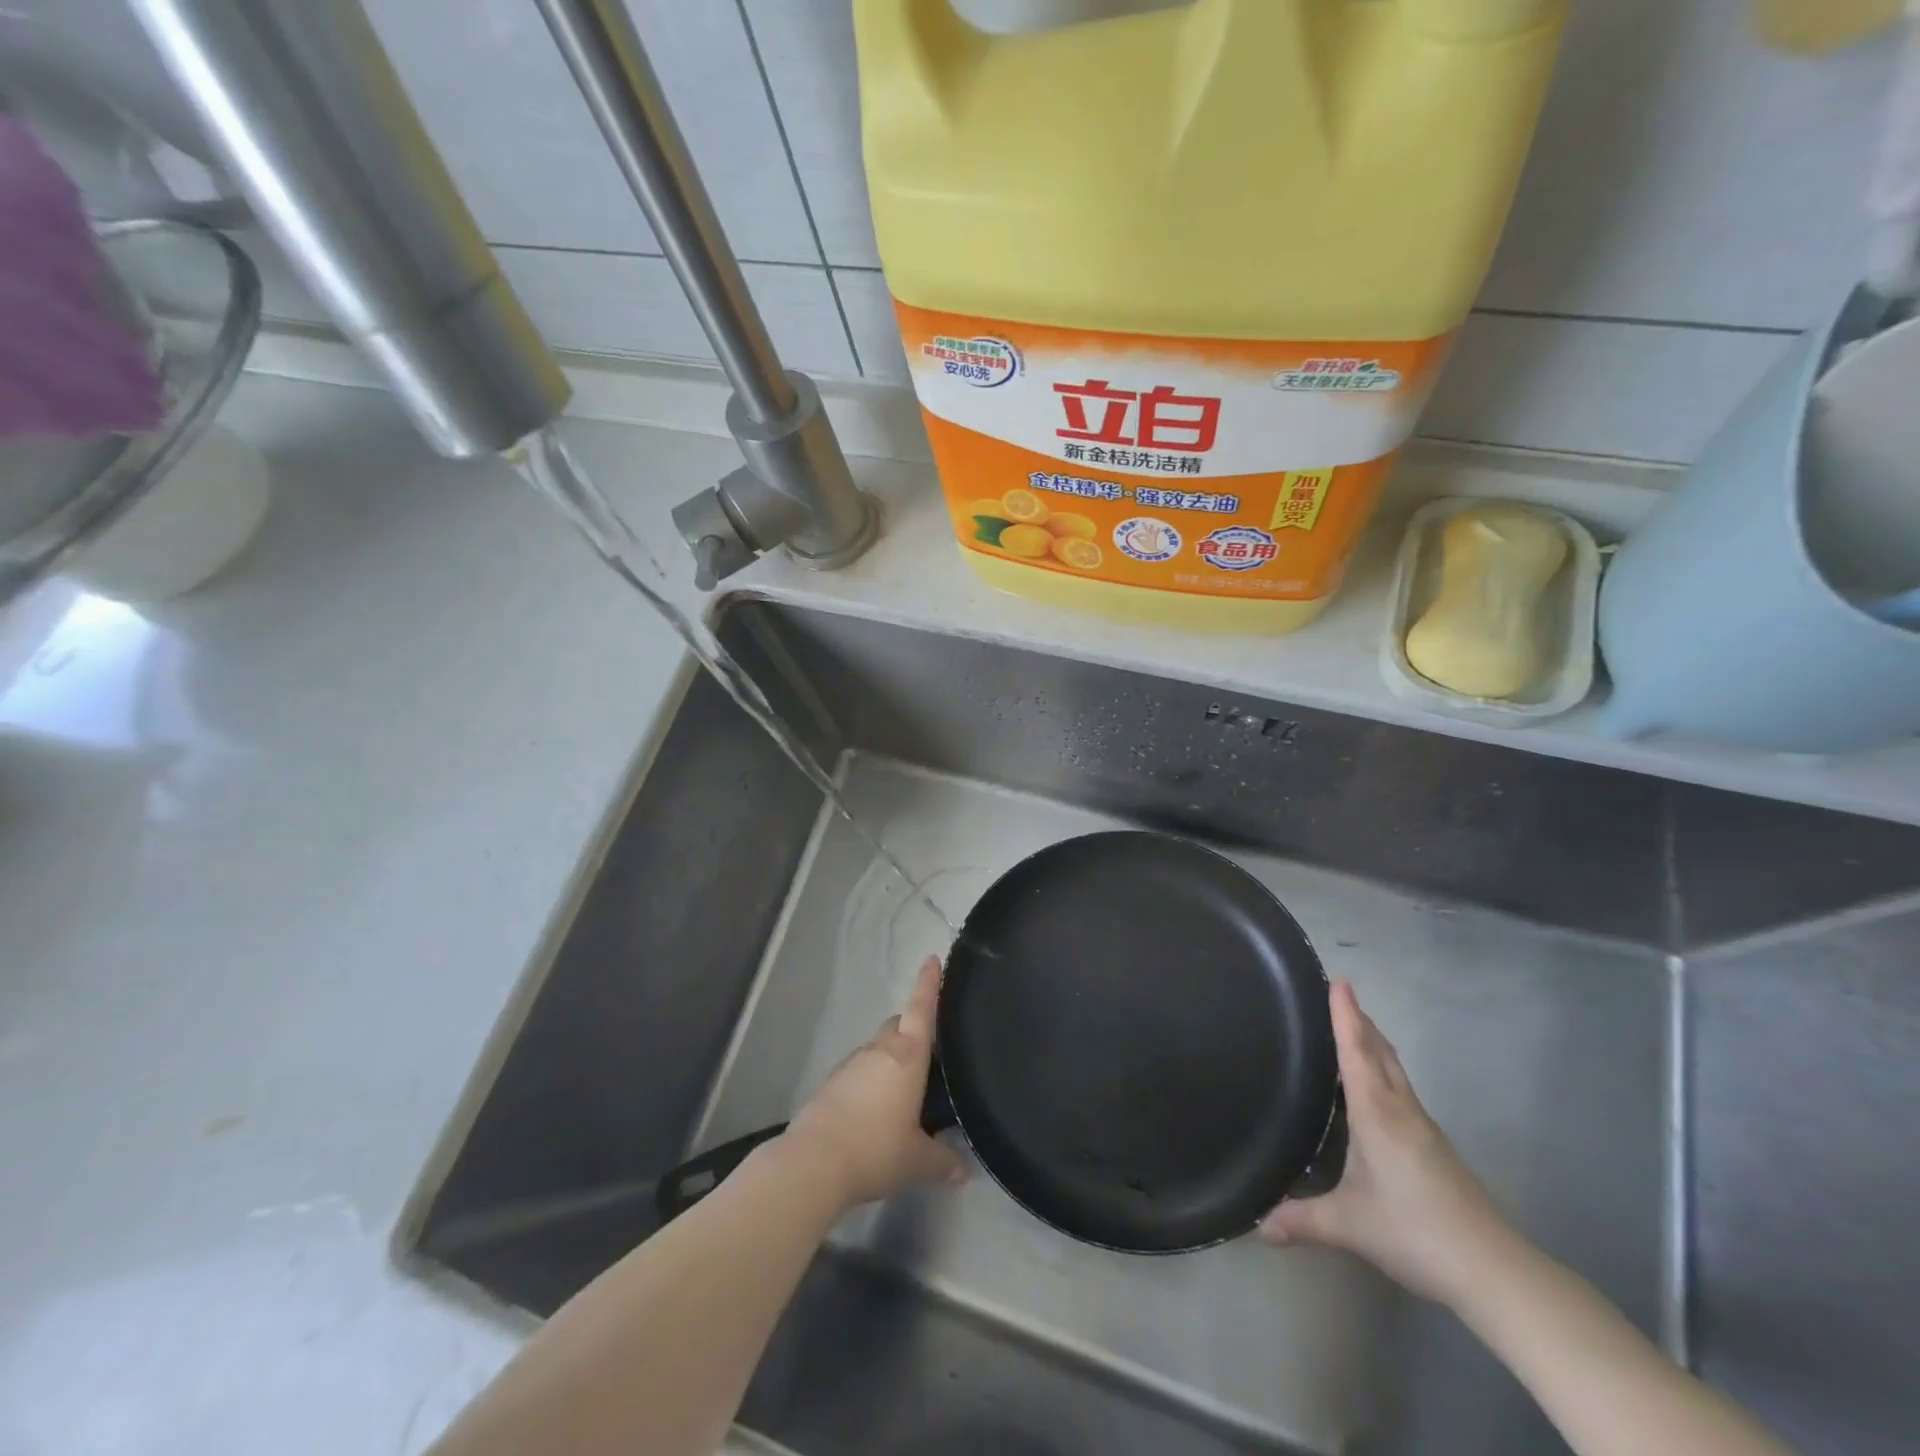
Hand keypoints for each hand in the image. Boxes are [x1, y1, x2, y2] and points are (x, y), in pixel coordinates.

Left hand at [782, 956, 967, 1209]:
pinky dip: (871, 1080)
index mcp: (906, 1056)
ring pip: (877, 1049)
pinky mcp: (831, 1084)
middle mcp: (879, 1050)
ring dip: (890, 1060)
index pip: (921, 1009)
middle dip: (912, 1030)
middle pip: (898, 1026)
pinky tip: (875, 1111)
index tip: (932, 959)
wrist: (813, 1163)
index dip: (929, 984)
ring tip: (905, 1090)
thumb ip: (942, 1161)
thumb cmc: (876, 1149)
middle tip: (929, 1052)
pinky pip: (860, 1071)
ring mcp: (851, 1065)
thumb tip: (963, 1172)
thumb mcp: (917, 1161)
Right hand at [1259, 979, 1513, 1305]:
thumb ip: (1302, 1219)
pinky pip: (1402, 1091)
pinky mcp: (1436, 1148)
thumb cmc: (1415, 1231)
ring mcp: (1424, 1129)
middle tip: (1341, 996)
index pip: (1357, 1052)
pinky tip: (1373, 1091)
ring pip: (1396, 1071)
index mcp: (1377, 1114)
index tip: (1341, 981)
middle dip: (1361, 1021)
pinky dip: (1384, 1072)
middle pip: (1381, 1052)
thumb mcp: (1349, 1225)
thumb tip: (1257, 1226)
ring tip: (1353, 1031)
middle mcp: (1401, 1111)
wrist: (1493, 1270)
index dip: (1346, 1016)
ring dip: (1374, 1044)